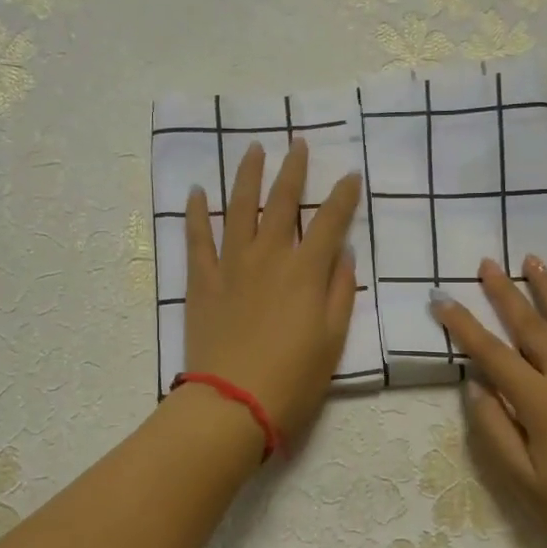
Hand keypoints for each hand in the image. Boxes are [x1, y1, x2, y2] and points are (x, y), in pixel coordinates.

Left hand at [182, 139, 360, 443]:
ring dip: (247, 176)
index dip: (343, 196)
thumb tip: (344, 254)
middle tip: (298, 144)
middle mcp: (268, 257)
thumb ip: (340, 292)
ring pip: (238, 208)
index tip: (351, 175)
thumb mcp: (333, 340)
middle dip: (293, 170)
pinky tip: (196, 191)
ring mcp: (231, 265)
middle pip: (282, 202)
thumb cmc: (293, 378)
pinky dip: (196, 213)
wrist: (232, 403)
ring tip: (252, 149)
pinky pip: (197, 238)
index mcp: (305, 271)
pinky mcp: (201, 281)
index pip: (330, 221)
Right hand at [431, 257, 546, 547]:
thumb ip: (494, 428)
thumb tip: (476, 385)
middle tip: (487, 262)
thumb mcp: (522, 480)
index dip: (463, 324)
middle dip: (505, 291)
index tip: (441, 298)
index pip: (492, 353)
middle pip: (532, 324)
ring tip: (532, 259)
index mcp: (542, 403)